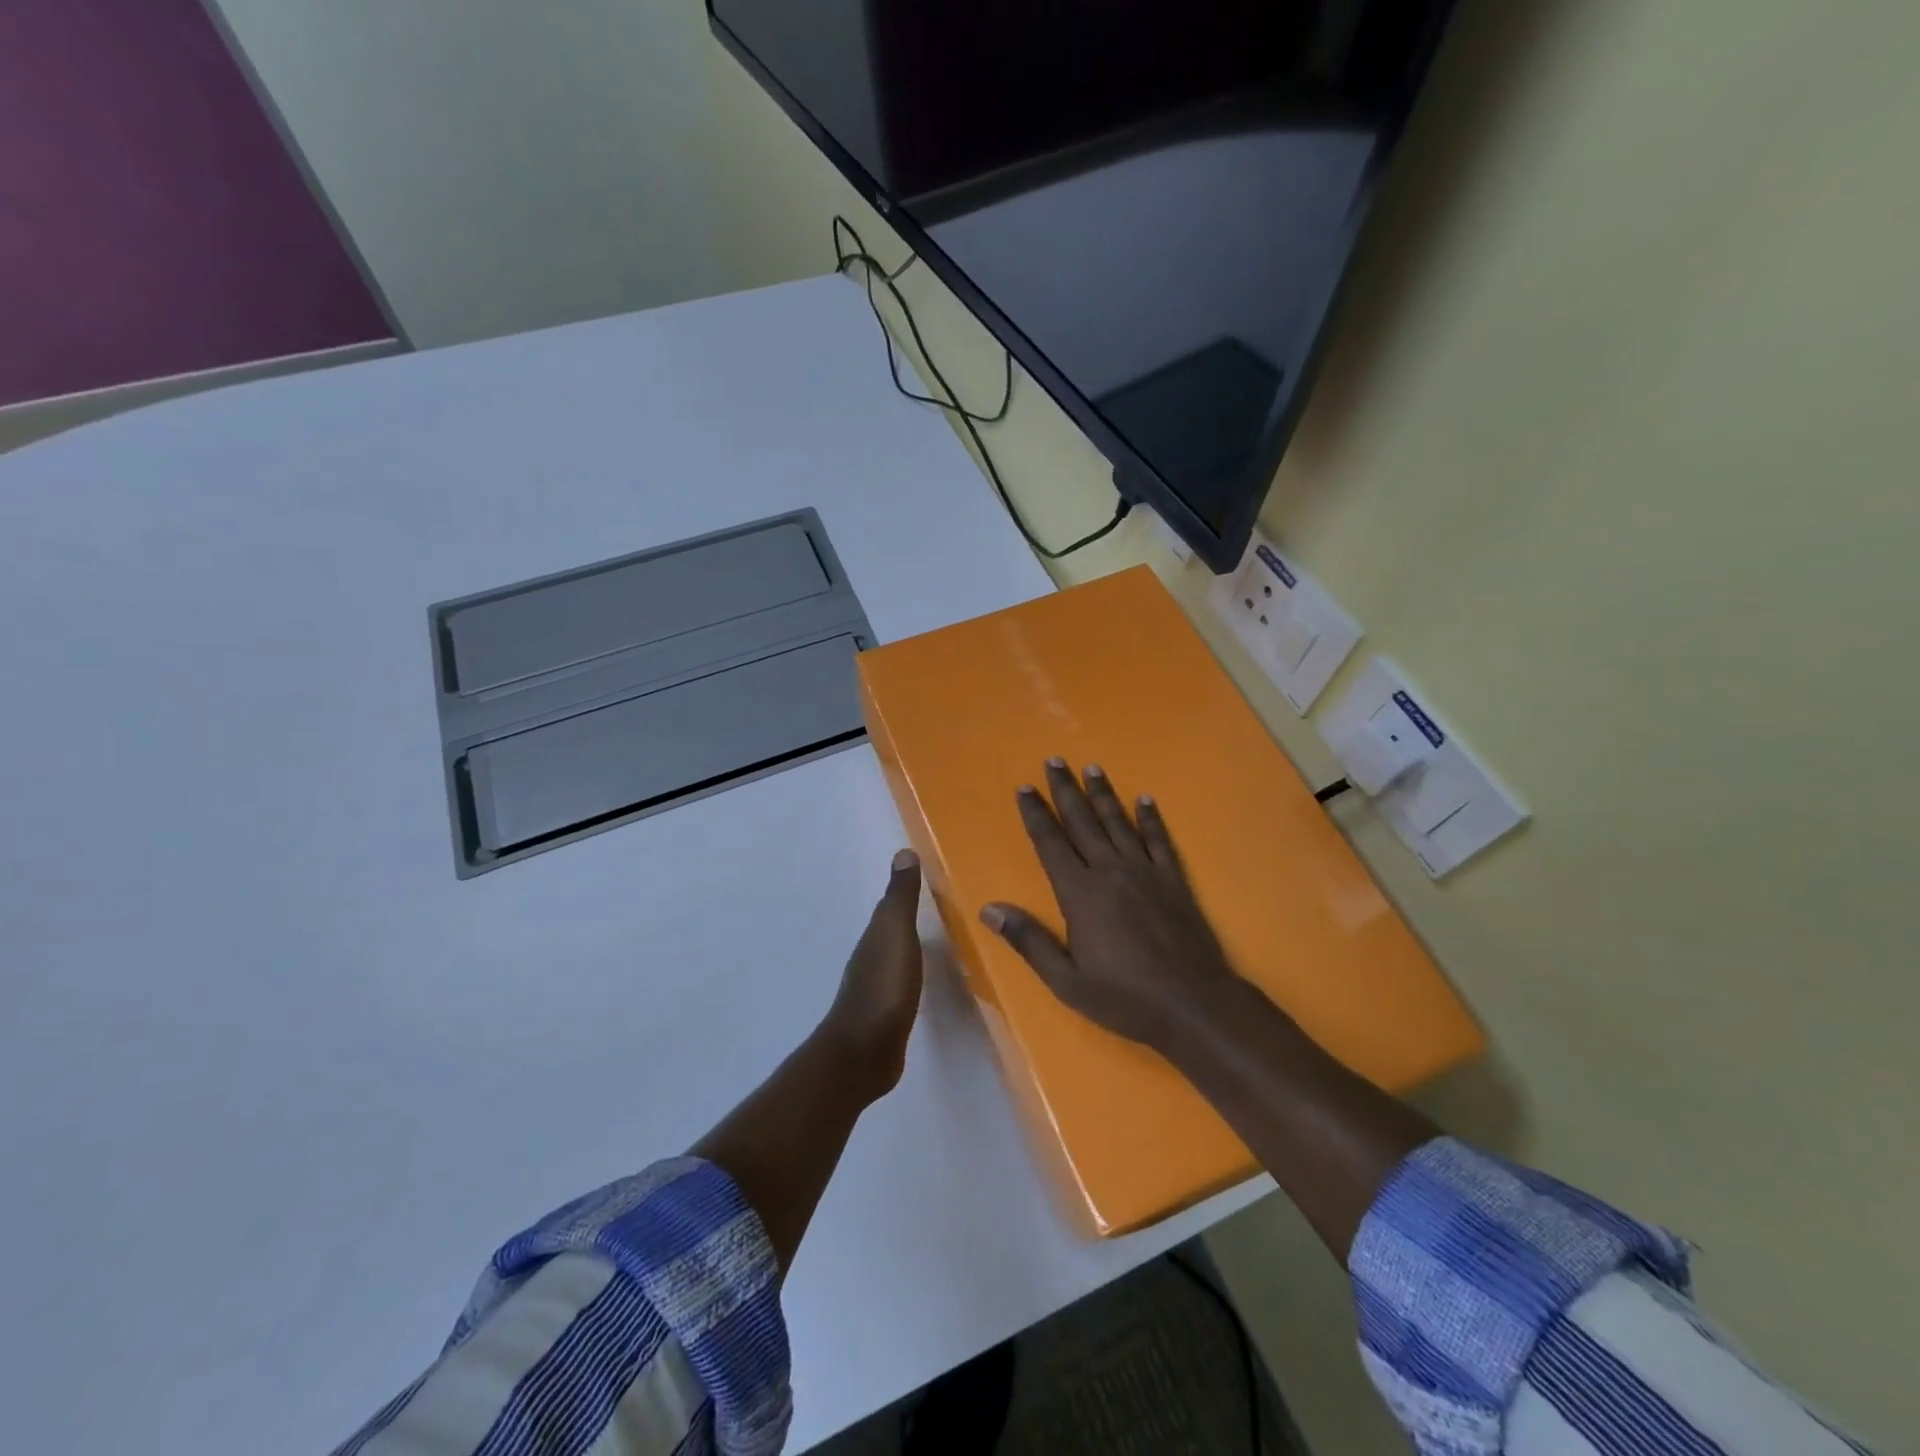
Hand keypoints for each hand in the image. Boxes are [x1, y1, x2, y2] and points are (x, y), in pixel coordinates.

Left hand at [820, 849, 924, 1097]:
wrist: (863, 1052)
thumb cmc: (884, 987)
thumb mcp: (896, 935)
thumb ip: (901, 898)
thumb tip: (903, 852)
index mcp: (875, 936)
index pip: (889, 906)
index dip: (904, 891)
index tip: (926, 876)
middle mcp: (871, 957)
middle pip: (890, 929)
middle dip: (907, 917)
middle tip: (938, 906)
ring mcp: (876, 987)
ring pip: (895, 956)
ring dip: (909, 946)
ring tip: (936, 940)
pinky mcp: (886, 1015)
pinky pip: (901, 983)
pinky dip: (911, 974)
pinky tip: (923, 980)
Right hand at [981, 760, 1237, 1052]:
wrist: (1193, 1005)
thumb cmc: (1124, 997)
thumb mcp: (1066, 980)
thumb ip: (1028, 940)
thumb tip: (989, 909)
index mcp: (1080, 893)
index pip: (1051, 843)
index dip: (1036, 815)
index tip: (1025, 788)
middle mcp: (1110, 871)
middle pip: (1083, 822)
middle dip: (1065, 791)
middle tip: (1054, 761)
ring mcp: (1146, 872)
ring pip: (1118, 823)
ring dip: (1103, 794)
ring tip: (1092, 768)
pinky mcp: (1174, 880)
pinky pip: (1159, 840)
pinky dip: (1150, 818)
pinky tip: (1144, 799)